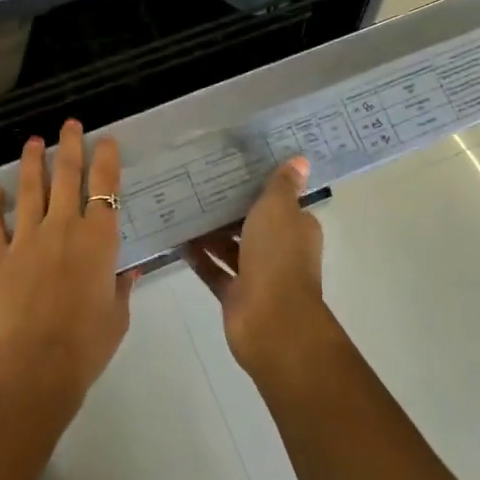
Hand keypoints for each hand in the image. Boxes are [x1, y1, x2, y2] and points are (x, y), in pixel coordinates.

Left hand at [0, 120, 133, 414]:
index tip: (105, 140)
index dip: (106, 159)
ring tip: (33, 142)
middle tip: (69, 124)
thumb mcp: (117, 318)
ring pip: (30, 189)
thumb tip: (127, 274)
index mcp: (98, 240)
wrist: (34, 366)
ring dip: (32, 162)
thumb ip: (120, 290)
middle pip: (67, 176)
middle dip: (69, 146)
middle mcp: (63, 228)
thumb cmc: (85, 346)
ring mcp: (26, 239)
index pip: (105, 188)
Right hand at [187, 156, 336, 382]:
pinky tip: (178, 240)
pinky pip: (214, 270)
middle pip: (254, 225)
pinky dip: (200, 258)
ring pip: (232, 248)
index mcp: (296, 229)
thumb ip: (282, 185)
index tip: (235, 169)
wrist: (271, 320)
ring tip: (183, 208)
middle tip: (199, 184)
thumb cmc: (277, 256)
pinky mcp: (236, 295)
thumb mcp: (279, 209)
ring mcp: (257, 275)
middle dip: (231, 209)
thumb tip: (301, 159)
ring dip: (212, 233)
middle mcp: (280, 250)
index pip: (281, 203)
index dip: (261, 188)